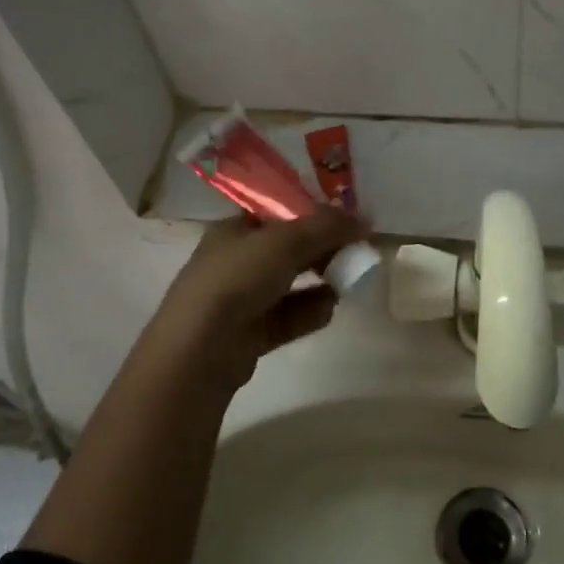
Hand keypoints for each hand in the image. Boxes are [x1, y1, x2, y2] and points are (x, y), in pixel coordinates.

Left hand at [139, 210, 365, 396]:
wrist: (200, 349)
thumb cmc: (238, 279)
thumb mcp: (285, 242)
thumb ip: (326, 227)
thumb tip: (364, 220)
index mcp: (234, 230)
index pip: (279, 214)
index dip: (314, 215)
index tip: (347, 222)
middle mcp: (235, 261)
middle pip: (287, 249)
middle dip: (322, 249)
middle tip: (355, 252)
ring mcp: (240, 299)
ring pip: (289, 284)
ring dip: (319, 281)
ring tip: (348, 281)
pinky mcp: (249, 334)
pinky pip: (287, 317)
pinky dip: (309, 312)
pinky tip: (330, 309)